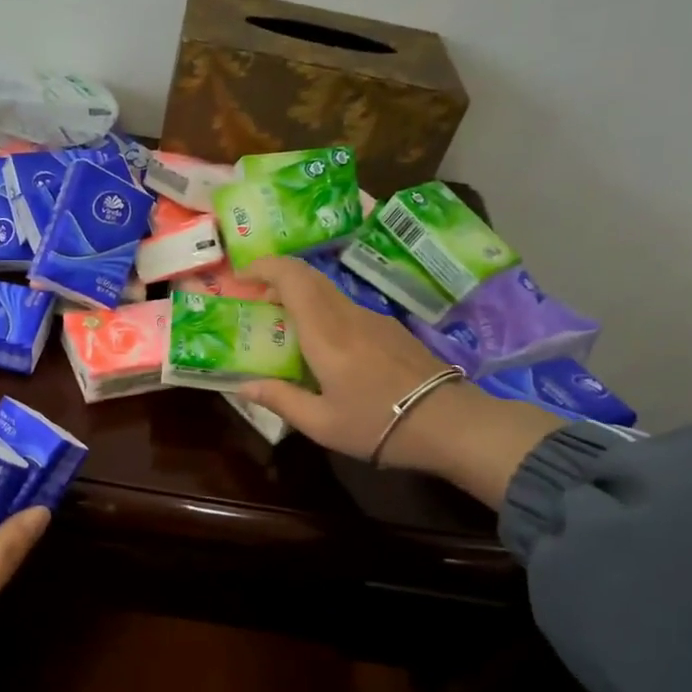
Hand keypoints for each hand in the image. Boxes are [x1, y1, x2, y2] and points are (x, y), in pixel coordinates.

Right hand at [235, 256, 451, 458]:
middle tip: (256, 300)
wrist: (449, 424)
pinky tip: (322, 344)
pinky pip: (346, 307)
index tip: (242, 275)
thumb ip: (279, 399)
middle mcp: (348, 316)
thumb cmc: (377, 424)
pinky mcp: (390, 330)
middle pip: (310, 278)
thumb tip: (243, 386)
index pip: (293, 278)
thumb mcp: (321, 423)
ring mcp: (374, 319)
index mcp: (326, 334)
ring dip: (301, 296)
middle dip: (278, 279)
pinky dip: (322, 311)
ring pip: (329, 292)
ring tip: (284, 325)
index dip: (265, 267)